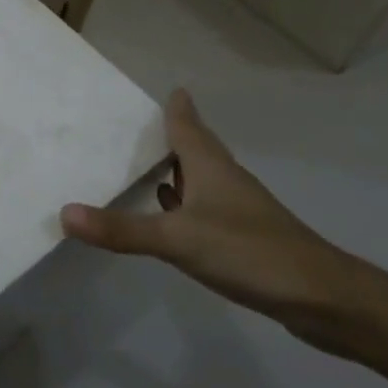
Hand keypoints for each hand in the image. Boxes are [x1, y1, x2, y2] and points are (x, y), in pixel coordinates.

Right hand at [59, 90, 364, 348]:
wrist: (322, 299)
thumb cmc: (250, 252)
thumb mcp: (178, 239)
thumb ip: (122, 229)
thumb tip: (64, 213)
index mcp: (211, 167)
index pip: (188, 126)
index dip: (177, 107)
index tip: (169, 88)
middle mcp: (224, 181)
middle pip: (195, 149)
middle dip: (170, 136)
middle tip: (136, 127)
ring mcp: (237, 211)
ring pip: (199, 179)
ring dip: (174, 171)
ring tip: (143, 165)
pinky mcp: (243, 238)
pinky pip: (203, 208)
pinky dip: (181, 204)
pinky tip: (168, 215)